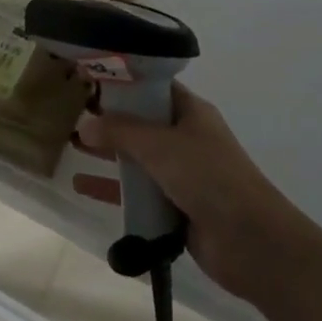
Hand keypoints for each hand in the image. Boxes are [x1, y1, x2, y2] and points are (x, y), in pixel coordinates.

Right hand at [76, 84, 301, 299]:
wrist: (250, 241)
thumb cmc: (208, 177)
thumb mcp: (160, 145)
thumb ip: (120, 132)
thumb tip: (84, 124)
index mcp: (191, 112)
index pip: (153, 87)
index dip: (124, 83)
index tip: (89, 79)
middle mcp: (186, 138)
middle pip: (142, 122)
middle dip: (109, 119)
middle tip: (71, 113)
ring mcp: (181, 173)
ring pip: (137, 157)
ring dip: (107, 152)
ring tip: (71, 144)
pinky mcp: (174, 206)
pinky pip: (137, 192)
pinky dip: (112, 188)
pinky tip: (81, 186)